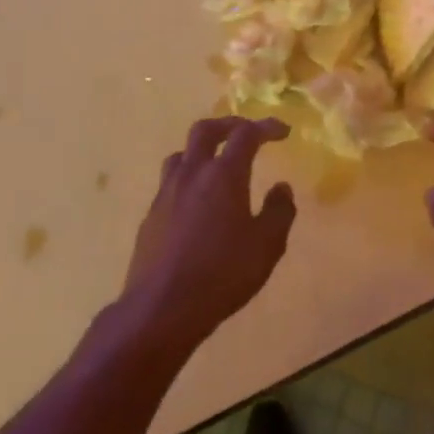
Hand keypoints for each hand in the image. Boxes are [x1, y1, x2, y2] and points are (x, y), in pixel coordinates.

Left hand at [122, 116, 296, 350]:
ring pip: (182, 154)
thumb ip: (279, 212)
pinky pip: (170, 183)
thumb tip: (282, 188)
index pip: (246, 135)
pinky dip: (188, 179)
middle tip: (246, 133)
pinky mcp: (151, 216)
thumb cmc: (222, 274)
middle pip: (205, 130)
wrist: (160, 308)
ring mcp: (166, 193)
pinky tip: (197, 203)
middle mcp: (192, 174)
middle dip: (229, 125)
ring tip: (217, 164)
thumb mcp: (266, 246)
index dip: (266, 127)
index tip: (282, 131)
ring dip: (202, 150)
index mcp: (223, 175)